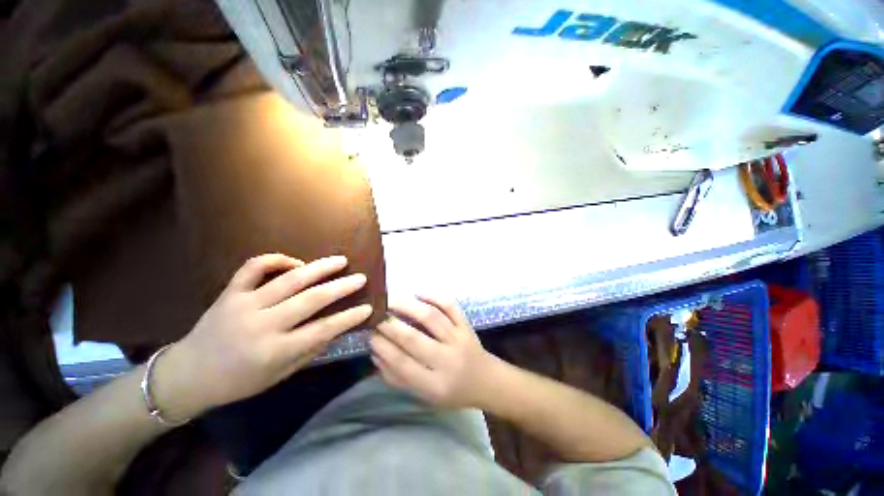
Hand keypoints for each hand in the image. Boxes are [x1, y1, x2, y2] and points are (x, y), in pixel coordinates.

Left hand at [155, 254, 372, 417]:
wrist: (187, 375)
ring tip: (340, 261)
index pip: (323, 330)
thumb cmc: (237, 382)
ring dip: (319, 268)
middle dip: (341, 287)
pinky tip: (295, 262)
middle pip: (311, 300)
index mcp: (274, 351)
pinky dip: (276, 259)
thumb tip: (335, 329)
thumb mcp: (278, 376)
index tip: (368, 308)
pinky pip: (254, 267)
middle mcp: (262, 324)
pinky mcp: (230, 293)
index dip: (349, 318)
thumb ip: (308, 351)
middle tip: (360, 278)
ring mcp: (244, 304)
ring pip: (289, 279)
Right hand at [370, 296, 495, 408]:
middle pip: (414, 338)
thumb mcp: (424, 396)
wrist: (486, 380)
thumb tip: (375, 353)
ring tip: (390, 301)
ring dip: (407, 306)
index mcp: (435, 385)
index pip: (402, 363)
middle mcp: (447, 360)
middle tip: (375, 315)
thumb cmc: (452, 392)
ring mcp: (458, 338)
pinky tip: (418, 293)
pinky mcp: (466, 325)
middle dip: (390, 325)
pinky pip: (450, 306)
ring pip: (431, 317)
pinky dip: (434, 297)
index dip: (383, 346)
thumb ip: (398, 378)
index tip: (369, 334)